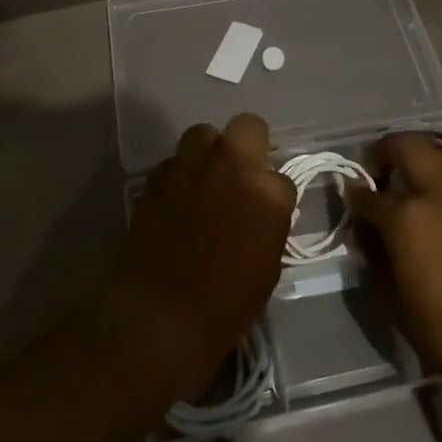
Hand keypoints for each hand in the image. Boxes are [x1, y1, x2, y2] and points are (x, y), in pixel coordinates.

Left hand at [105, 114, 295, 401]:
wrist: (160, 314)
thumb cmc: (224, 305)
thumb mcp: (267, 268)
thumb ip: (268, 224)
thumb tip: (259, 213)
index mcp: (268, 193)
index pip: (282, 178)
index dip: (273, 196)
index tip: (263, 212)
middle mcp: (233, 166)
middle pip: (249, 127)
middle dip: (249, 145)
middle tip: (240, 174)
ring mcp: (193, 165)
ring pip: (205, 134)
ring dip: (208, 152)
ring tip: (204, 179)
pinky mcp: (159, 175)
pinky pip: (175, 161)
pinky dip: (179, 175)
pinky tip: (176, 199)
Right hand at [348, 133, 441, 397]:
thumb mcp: (394, 299)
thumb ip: (375, 255)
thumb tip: (365, 231)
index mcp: (407, 217)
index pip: (369, 196)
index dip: (355, 197)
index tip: (351, 199)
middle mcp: (437, 193)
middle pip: (408, 147)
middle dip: (385, 151)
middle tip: (377, 171)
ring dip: (421, 152)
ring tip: (411, 173)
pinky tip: (438, 196)